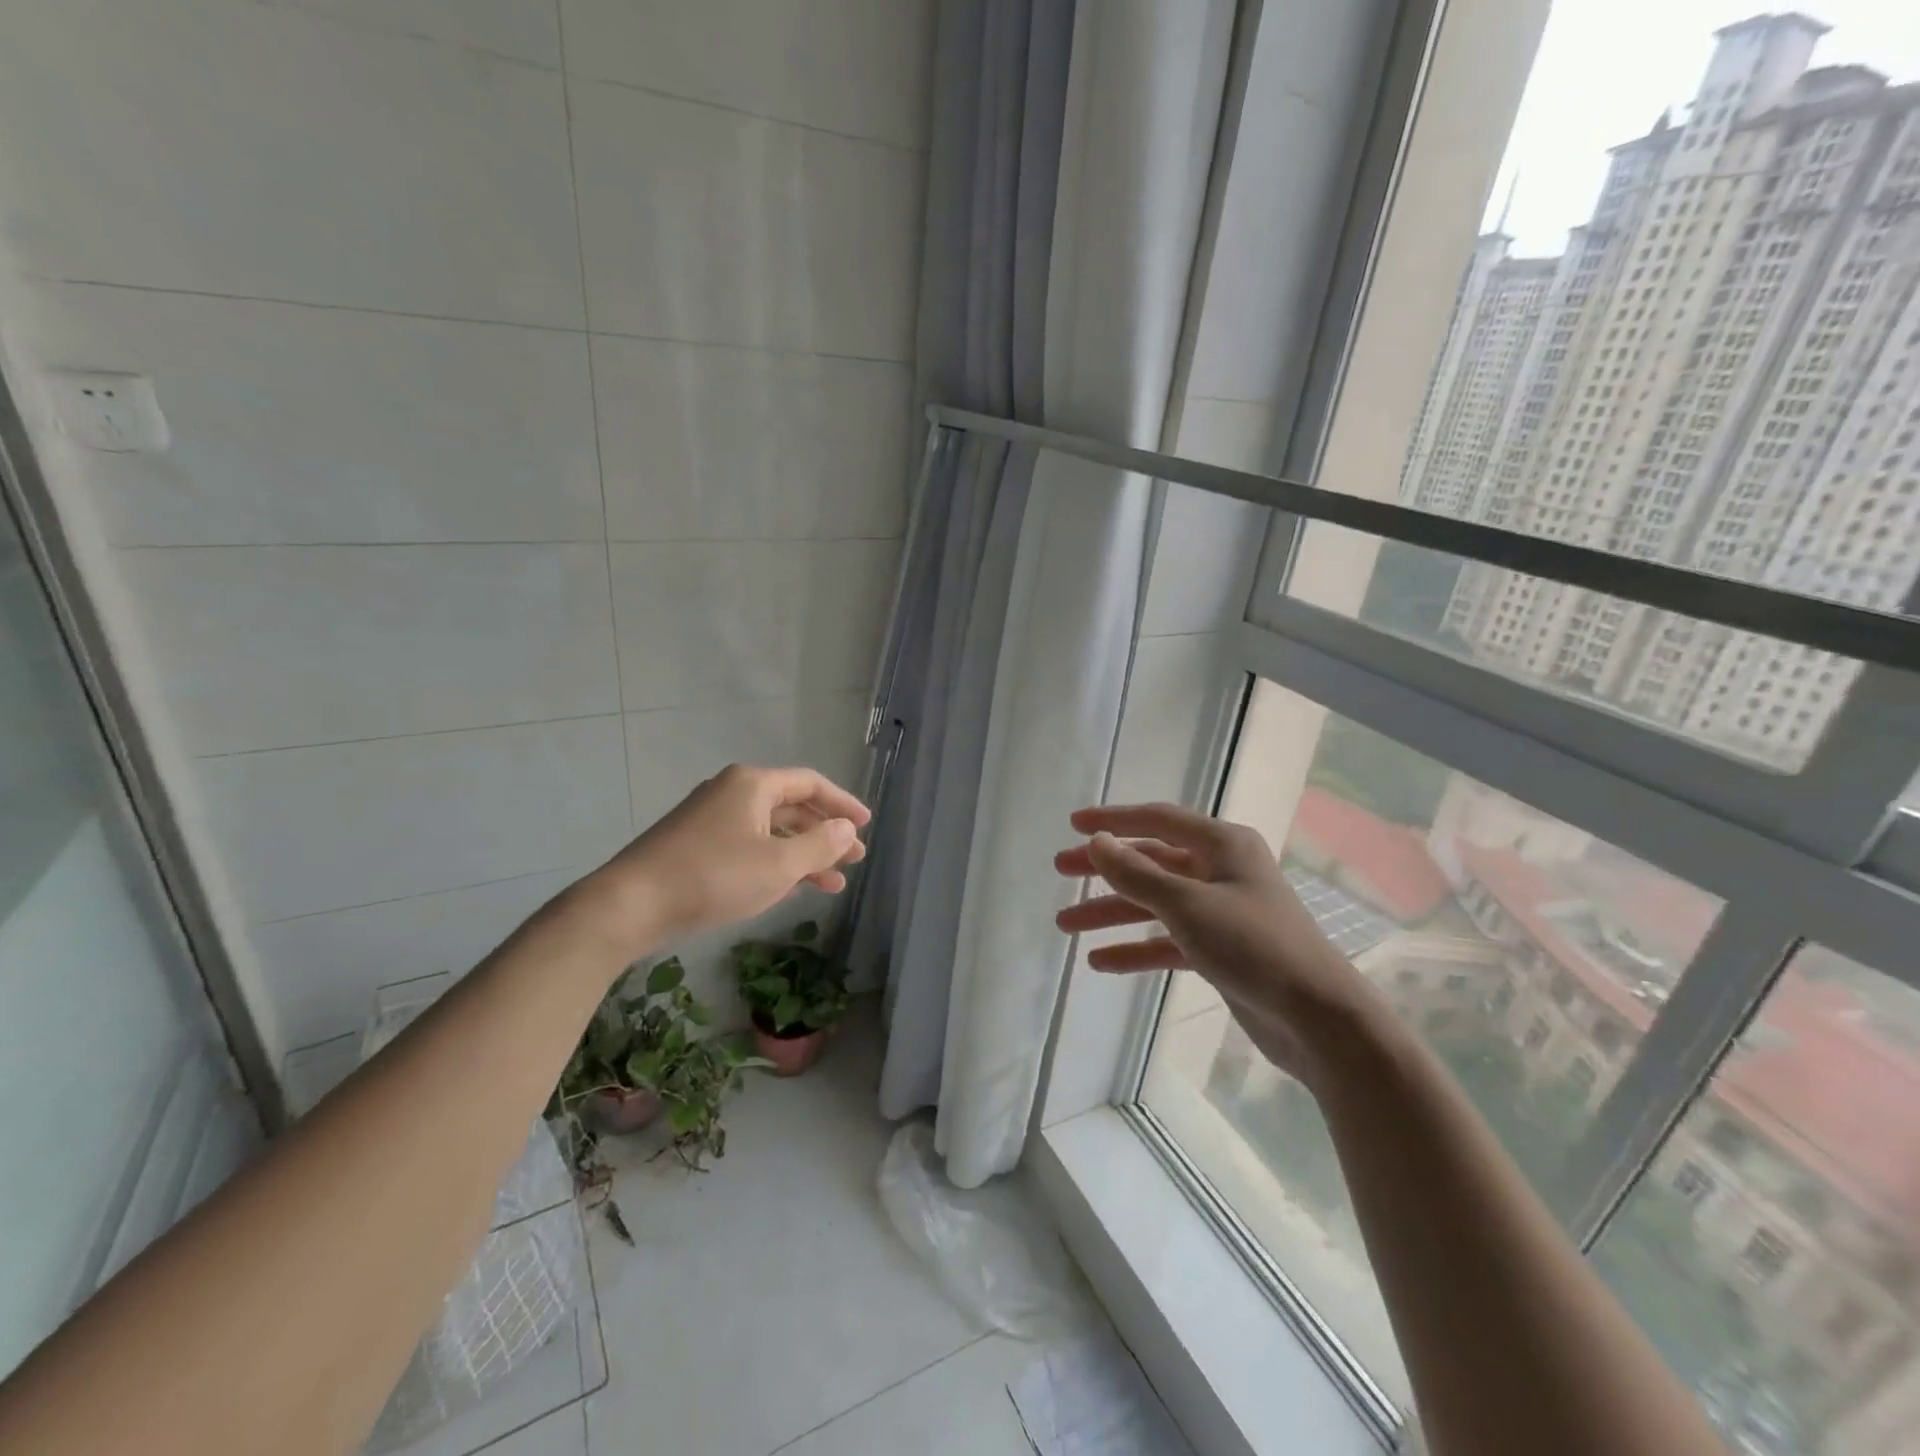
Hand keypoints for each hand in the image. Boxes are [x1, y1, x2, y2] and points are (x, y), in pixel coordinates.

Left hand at [584, 765, 869, 953]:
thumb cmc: (713, 877)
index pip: (811, 784)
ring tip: (832, 885)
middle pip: (792, 807)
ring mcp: (711, 819)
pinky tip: (790, 889)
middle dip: (825, 834)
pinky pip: (749, 847)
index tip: (867, 825)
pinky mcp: (696, 845)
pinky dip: (775, 863)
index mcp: (753, 784)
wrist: (630, 905)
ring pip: (771, 831)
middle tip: (854, 860)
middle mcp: (733, 793)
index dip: (843, 804)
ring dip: (803, 855)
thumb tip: (847, 829)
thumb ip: (820, 845)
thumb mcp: (778, 865)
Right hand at [1053, 802, 1382, 1088]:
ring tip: (1065, 924)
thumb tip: (1096, 842)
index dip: (1113, 820)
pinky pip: (1167, 940)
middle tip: (1061, 870)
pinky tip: (1101, 961)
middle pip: (1150, 861)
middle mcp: (1221, 870)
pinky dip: (1136, 948)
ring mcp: (1221, 911)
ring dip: (1112, 912)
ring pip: (1154, 903)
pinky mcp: (1220, 950)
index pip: (1157, 820)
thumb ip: (1136, 873)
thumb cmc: (1254, 945)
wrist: (1319, 1019)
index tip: (1073, 825)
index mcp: (1222, 844)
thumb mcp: (1187, 904)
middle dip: (1105, 868)